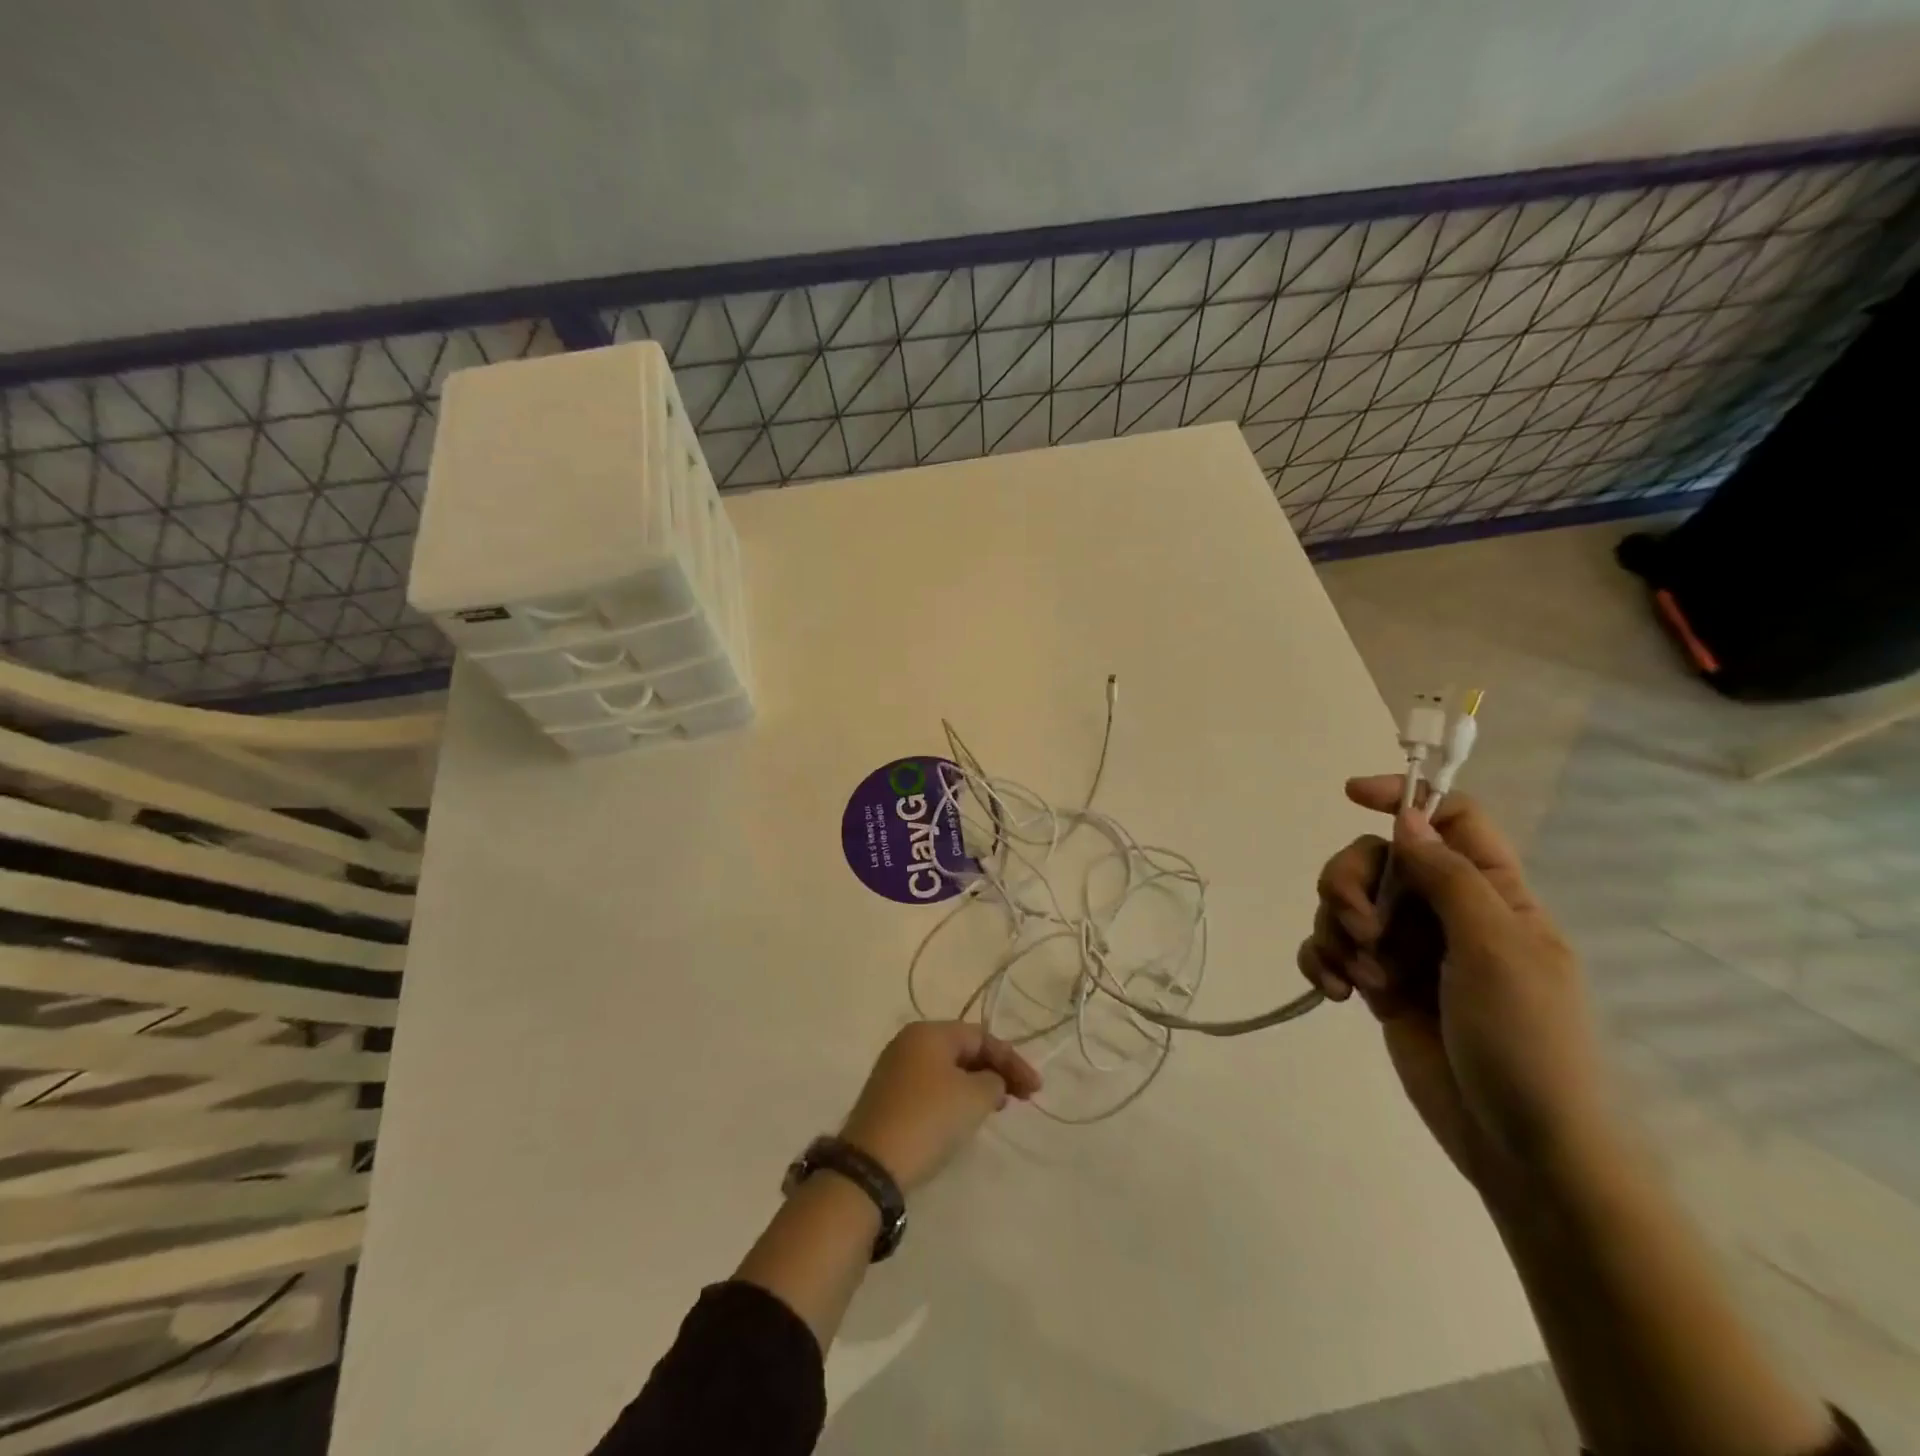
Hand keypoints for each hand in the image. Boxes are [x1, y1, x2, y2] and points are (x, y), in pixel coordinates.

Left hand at [840, 1021, 1041, 1192]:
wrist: (872, 1165)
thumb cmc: (928, 1119)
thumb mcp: (973, 1098)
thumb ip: (994, 1081)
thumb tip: (990, 1082)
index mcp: (929, 1032)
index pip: (981, 1036)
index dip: (1012, 1060)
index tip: (1036, 1090)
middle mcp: (909, 1042)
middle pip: (963, 1049)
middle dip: (995, 1071)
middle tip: (1020, 1098)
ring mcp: (895, 1069)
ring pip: (947, 1069)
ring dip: (976, 1084)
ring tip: (997, 1107)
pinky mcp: (889, 1096)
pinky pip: (932, 1086)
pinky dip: (955, 1096)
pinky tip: (965, 1117)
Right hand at [1298, 775, 1610, 1189]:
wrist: (1523, 1147)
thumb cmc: (1527, 1041)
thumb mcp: (1497, 950)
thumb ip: (1449, 877)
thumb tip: (1406, 816)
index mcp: (1492, 893)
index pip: (1449, 817)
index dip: (1404, 796)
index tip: (1351, 795)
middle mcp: (1446, 912)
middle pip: (1378, 858)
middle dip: (1351, 882)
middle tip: (1358, 924)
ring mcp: (1409, 949)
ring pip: (1346, 903)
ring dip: (1336, 930)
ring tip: (1359, 977)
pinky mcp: (1378, 984)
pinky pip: (1331, 950)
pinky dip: (1322, 962)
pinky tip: (1333, 994)